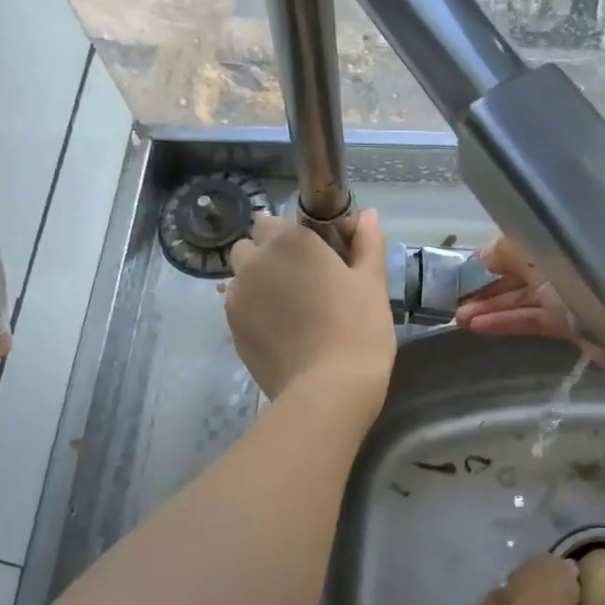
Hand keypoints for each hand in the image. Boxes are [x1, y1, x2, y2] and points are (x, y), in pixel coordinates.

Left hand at [225, 208, 395, 410]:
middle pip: (254, 244)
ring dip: (260, 281)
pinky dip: (255, 310)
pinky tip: (282, 331)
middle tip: (306, 281)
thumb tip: (366, 214)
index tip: (322, 255)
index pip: (279, 219)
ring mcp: (237, 296)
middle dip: (272, 254)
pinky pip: (239, 306)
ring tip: (291, 309)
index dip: (299, 234)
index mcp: (290, 240)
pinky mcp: (231, 328)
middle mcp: (255, 261)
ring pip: (242, 276)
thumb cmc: (358, 329)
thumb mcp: (372, 283)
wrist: (327, 391)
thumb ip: (367, 243)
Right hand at [456, 235, 604, 380]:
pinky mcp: (572, 323)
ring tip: (458, 320)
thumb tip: (485, 254)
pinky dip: (506, 322)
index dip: (491, 254)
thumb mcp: (548, 256)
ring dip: (490, 307)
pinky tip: (478, 328)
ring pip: (522, 297)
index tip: (465, 268)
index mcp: (564, 236)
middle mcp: (566, 261)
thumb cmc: (597, 279)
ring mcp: (569, 294)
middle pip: (518, 271)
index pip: (520, 241)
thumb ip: (512, 251)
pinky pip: (532, 319)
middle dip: (486, 285)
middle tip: (453, 300)